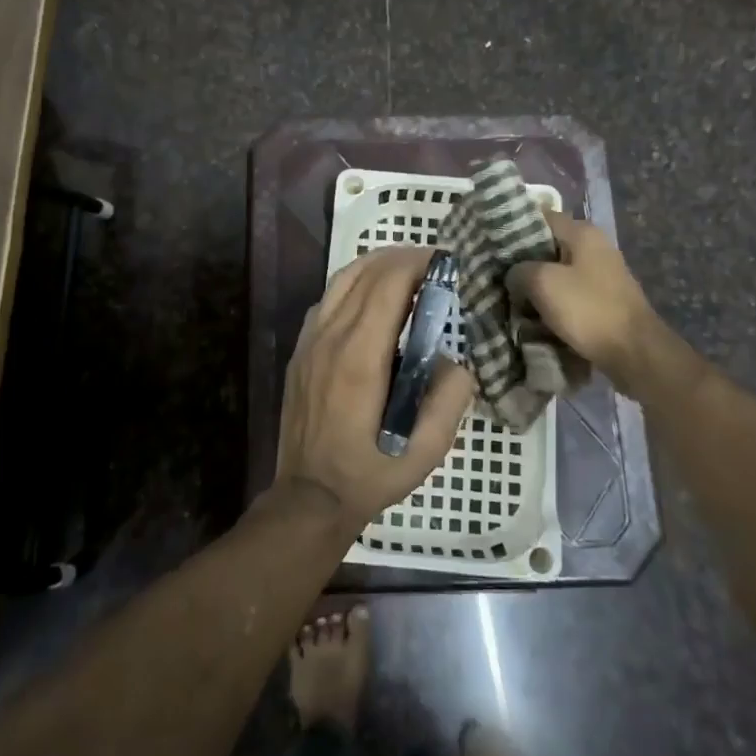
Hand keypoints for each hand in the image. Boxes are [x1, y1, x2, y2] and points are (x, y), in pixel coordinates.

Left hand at [277, 247, 475, 530]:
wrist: (308, 497)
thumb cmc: (371, 474)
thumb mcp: (425, 451)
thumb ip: (448, 399)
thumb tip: (455, 360)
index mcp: (360, 357)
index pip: (388, 285)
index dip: (417, 263)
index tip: (445, 261)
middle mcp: (330, 337)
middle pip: (365, 272)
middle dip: (401, 258)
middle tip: (433, 263)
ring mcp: (309, 340)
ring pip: (341, 279)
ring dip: (376, 265)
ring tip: (407, 271)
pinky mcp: (300, 349)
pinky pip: (327, 299)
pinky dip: (353, 284)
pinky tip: (373, 299)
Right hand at [505, 212, 663, 389]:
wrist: (635, 353)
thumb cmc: (588, 310)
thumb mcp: (542, 283)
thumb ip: (519, 270)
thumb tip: (514, 275)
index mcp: (582, 233)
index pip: (539, 217)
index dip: (512, 228)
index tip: (489, 244)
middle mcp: (594, 247)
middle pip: (547, 247)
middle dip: (522, 263)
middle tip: (494, 276)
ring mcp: (602, 275)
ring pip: (557, 273)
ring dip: (536, 287)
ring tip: (509, 299)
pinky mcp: (604, 300)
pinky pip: (569, 295)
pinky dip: (552, 303)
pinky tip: (533, 317)